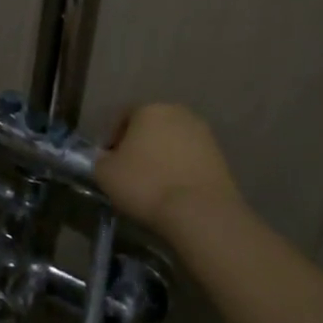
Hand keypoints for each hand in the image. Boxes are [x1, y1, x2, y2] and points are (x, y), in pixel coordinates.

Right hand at [96, 103, 243, 236]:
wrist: (201, 212)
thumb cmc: (145, 184)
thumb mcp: (105, 173)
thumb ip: (101, 160)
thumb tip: (108, 158)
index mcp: (149, 109)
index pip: (122, 117)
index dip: (111, 139)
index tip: (108, 161)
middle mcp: (178, 113)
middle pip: (150, 127)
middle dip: (138, 145)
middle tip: (129, 170)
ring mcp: (204, 135)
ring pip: (172, 142)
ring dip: (161, 157)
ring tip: (152, 183)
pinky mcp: (221, 158)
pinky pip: (190, 159)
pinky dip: (180, 169)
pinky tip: (172, 190)